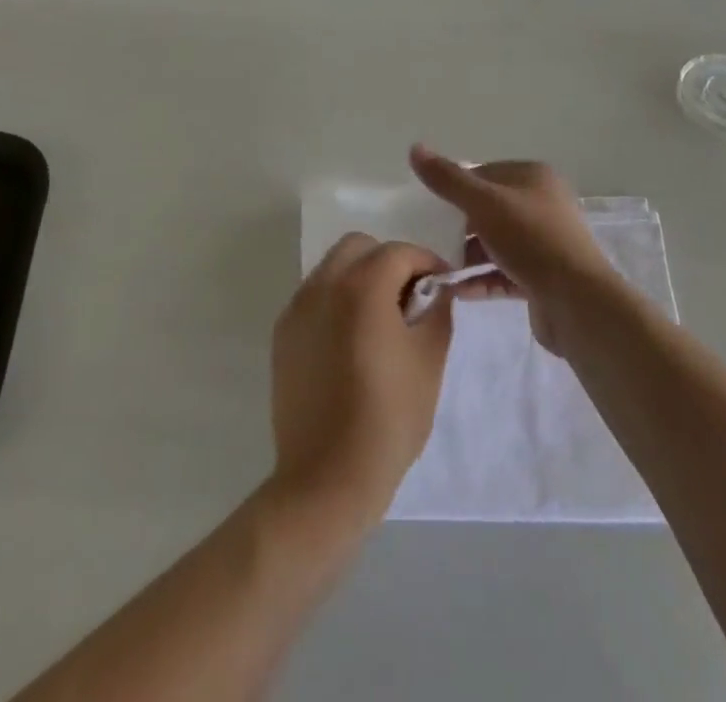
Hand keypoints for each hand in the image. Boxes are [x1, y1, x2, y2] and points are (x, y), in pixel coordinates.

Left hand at [269, 236, 452, 531]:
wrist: (326, 479)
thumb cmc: (388, 418)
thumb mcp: (429, 360)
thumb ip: (437, 311)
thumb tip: (435, 290)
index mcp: (362, 287)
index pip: (399, 252)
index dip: (427, 262)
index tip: (443, 285)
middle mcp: (323, 286)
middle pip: (359, 247)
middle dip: (389, 261)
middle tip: (410, 296)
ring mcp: (297, 309)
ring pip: (333, 268)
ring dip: (361, 277)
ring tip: (381, 319)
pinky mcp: (283, 335)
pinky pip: (314, 297)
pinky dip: (337, 300)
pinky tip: (352, 340)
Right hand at [407, 144, 614, 352]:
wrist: (577, 302)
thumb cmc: (530, 239)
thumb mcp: (484, 203)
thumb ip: (447, 179)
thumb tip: (415, 147)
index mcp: (534, 177)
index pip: (486, 172)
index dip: (457, 186)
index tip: (429, 206)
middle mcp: (542, 205)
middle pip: (490, 209)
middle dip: (459, 225)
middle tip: (428, 238)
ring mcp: (544, 243)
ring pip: (496, 243)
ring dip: (467, 255)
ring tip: (435, 267)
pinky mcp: (542, 278)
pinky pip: (503, 273)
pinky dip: (480, 279)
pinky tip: (454, 290)